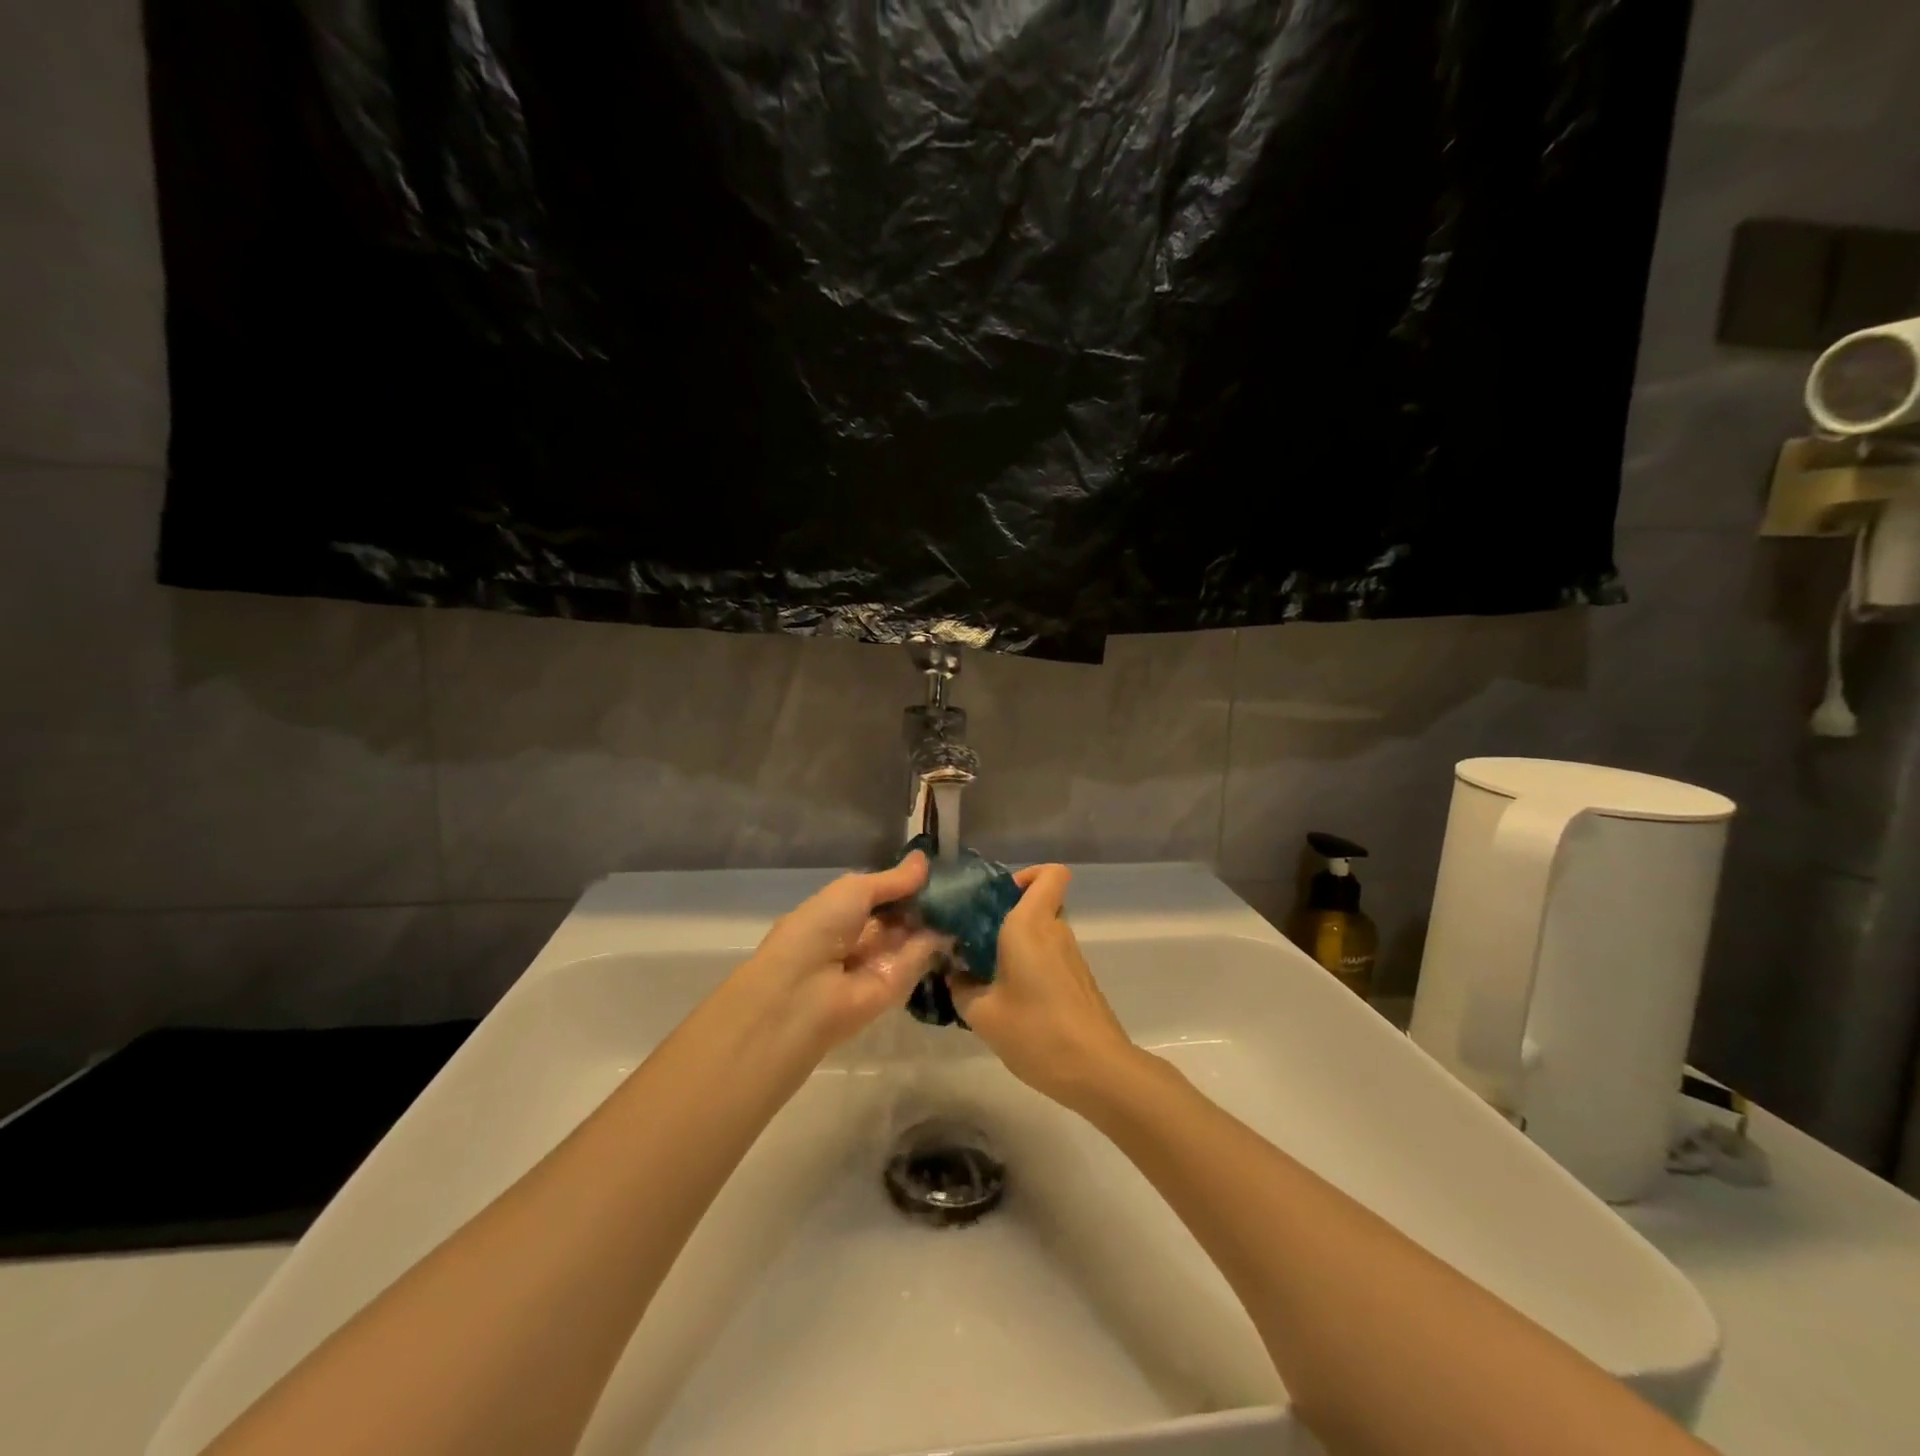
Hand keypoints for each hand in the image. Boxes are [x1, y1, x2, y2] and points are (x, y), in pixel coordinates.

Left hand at [736, 852, 947, 1054]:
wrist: (804, 994)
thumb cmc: (819, 929)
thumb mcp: (854, 890)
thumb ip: (892, 880)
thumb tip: (923, 859)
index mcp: (842, 911)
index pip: (881, 893)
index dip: (906, 881)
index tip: (937, 866)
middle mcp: (861, 936)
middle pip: (901, 914)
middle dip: (925, 898)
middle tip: (959, 880)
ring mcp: (880, 961)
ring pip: (914, 934)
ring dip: (936, 916)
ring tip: (966, 894)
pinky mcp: (899, 986)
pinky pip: (920, 957)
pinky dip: (938, 940)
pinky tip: (961, 919)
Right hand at [948, 864, 1139, 1108]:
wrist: (1098, 1071)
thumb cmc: (1037, 1032)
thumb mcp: (983, 1015)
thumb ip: (962, 988)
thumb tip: (955, 974)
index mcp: (1031, 924)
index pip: (1050, 873)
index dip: (1028, 874)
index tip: (997, 898)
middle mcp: (1055, 931)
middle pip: (1038, 903)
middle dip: (1007, 915)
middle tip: (975, 939)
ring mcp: (1071, 957)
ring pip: (1042, 933)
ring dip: (1016, 945)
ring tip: (984, 975)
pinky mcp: (1078, 981)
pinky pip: (1049, 957)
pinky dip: (1029, 966)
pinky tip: (1008, 999)